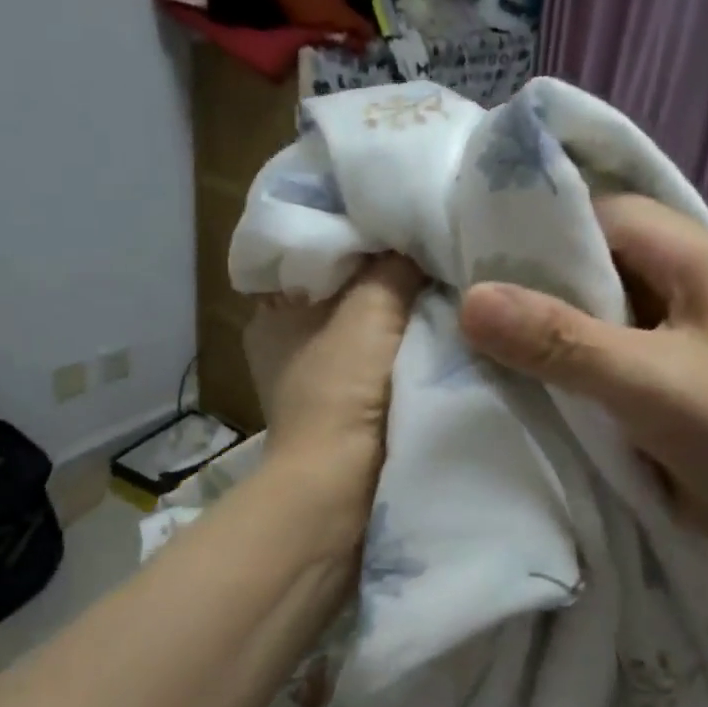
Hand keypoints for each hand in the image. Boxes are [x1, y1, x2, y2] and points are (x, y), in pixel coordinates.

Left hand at [244, 254, 423, 525]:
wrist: (340, 485)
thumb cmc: (341, 386)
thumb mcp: (371, 308)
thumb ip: (394, 265)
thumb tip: (418, 234)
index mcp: (271, 315)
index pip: (312, 257)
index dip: (352, 239)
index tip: (394, 222)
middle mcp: (285, 344)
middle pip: (340, 293)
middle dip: (378, 277)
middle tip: (423, 249)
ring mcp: (313, 380)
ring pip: (360, 328)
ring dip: (392, 315)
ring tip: (436, 283)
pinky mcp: (340, 409)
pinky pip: (374, 361)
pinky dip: (397, 348)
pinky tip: (432, 330)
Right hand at [459, 196, 707, 587]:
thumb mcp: (649, 384)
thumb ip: (560, 340)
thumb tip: (469, 300)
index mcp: (700, 258)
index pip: (607, 214)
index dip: (543, 227)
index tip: (476, 253)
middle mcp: (690, 282)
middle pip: (598, 259)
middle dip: (537, 278)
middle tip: (468, 296)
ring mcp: (680, 332)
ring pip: (597, 307)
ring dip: (548, 322)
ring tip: (481, 333)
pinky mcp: (668, 375)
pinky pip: (604, 350)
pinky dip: (565, 358)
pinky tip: (523, 372)